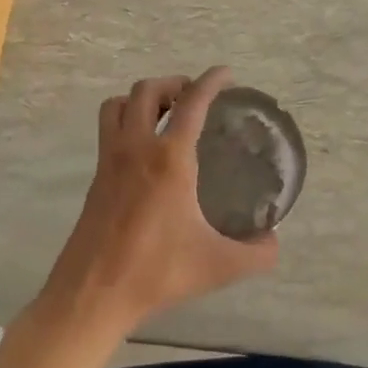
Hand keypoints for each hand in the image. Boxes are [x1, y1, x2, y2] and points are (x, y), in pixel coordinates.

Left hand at [34, 67, 277, 342]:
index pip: (192, 102)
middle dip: (173, 83)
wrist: (93, 294)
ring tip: (165, 115)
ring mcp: (109, 161)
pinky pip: (108, 131)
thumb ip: (257, 253)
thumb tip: (275, 241)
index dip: (211, 81)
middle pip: (147, 90)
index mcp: (169, 159)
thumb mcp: (219, 266)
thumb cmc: (157, 272)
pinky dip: (126, 122)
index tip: (226, 74)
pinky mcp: (95, 178)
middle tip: (194, 97)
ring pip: (118, 105)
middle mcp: (136, 148)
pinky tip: (145, 152)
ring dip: (142, 98)